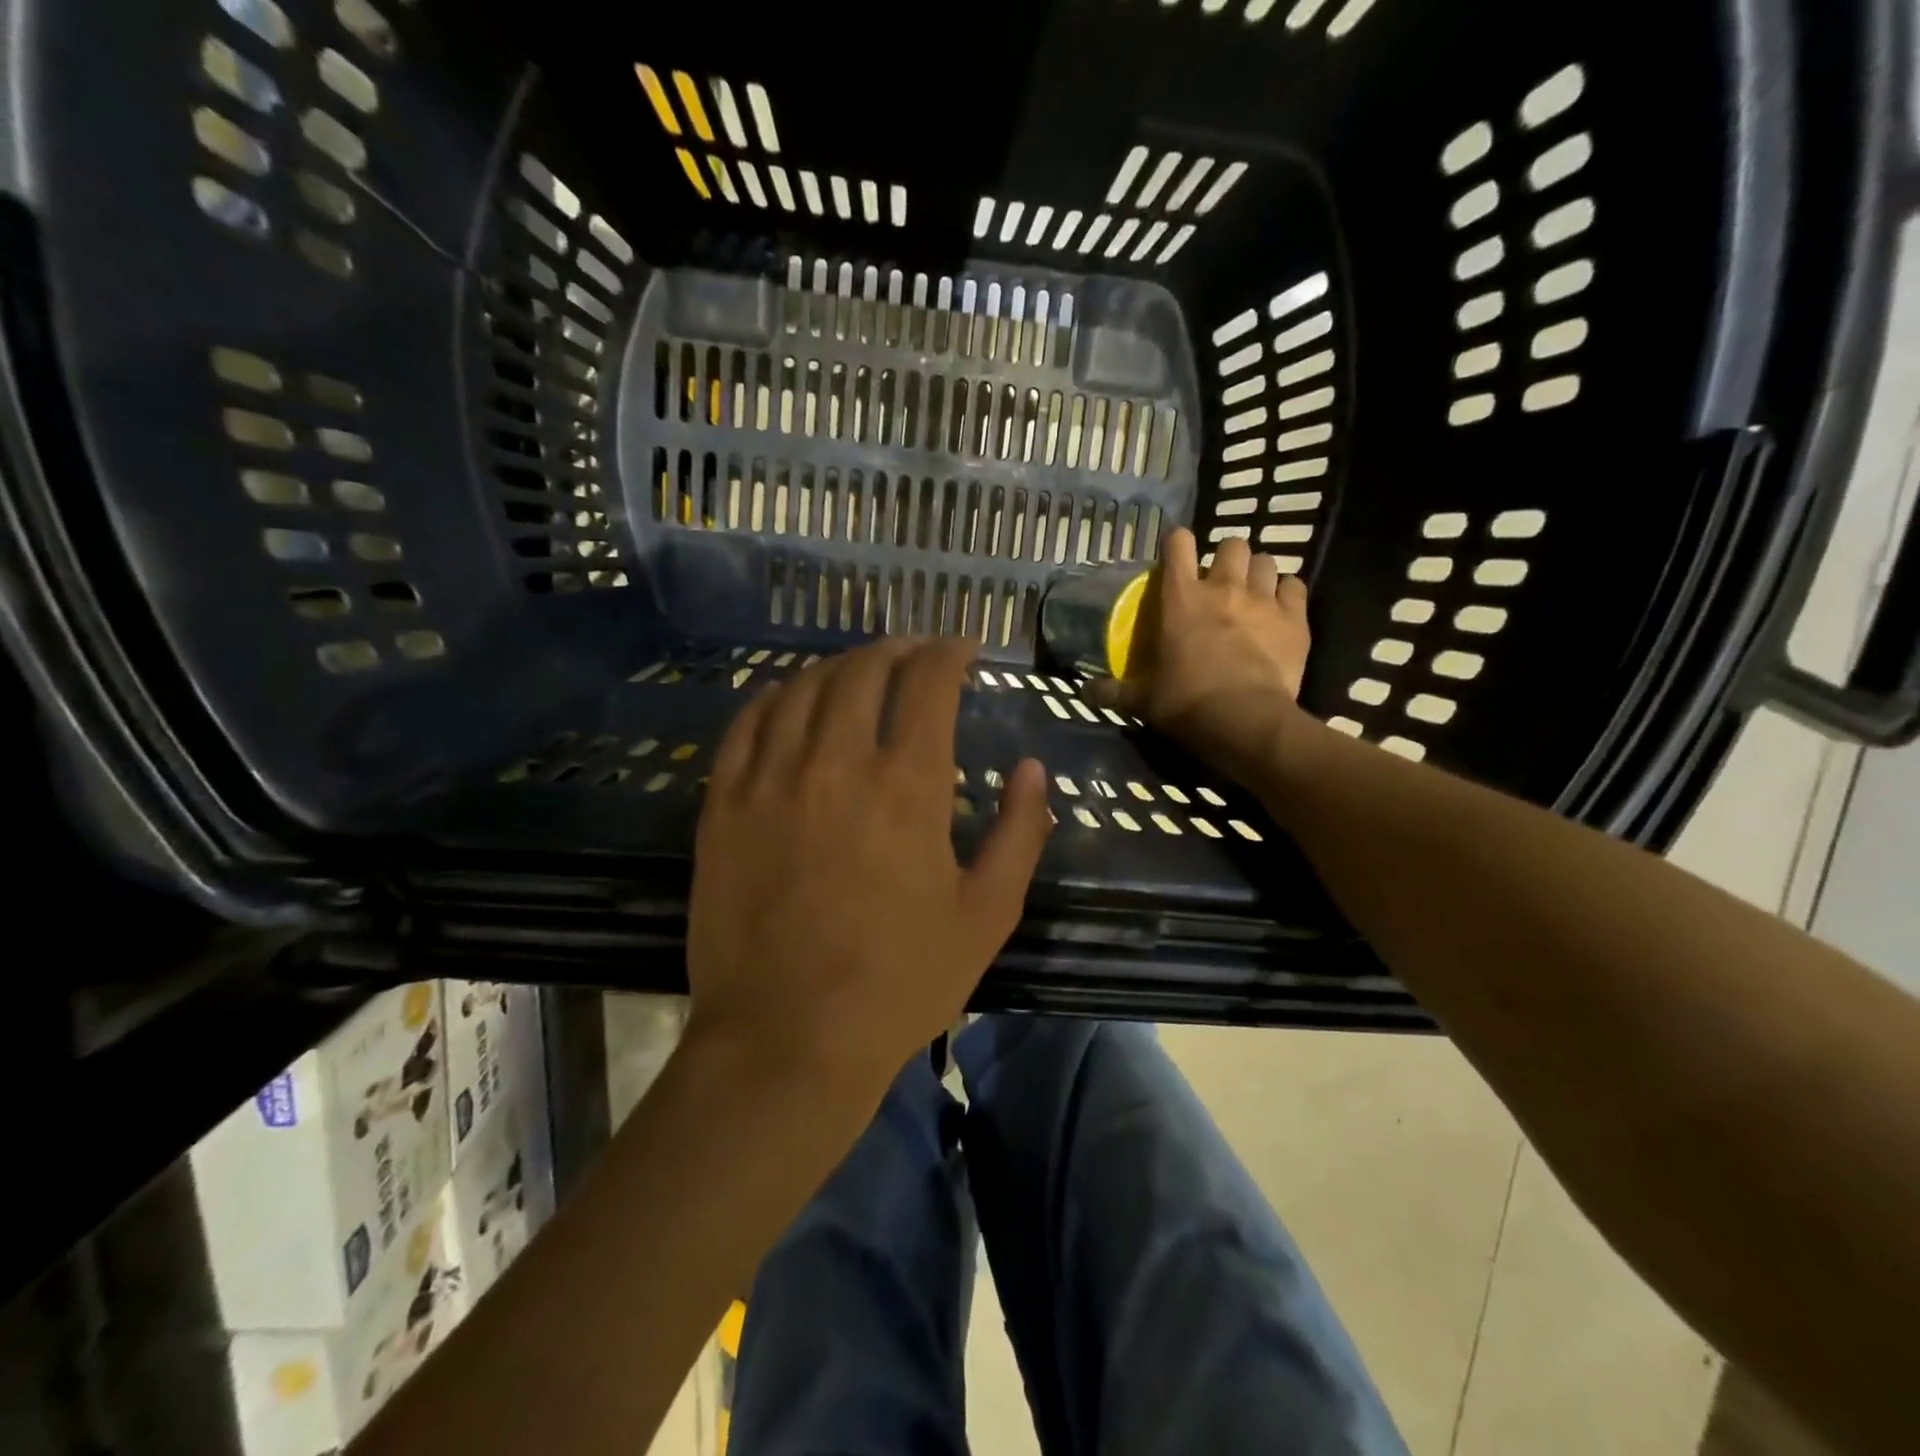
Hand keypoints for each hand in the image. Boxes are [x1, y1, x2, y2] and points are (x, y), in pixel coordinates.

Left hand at [686, 639, 1051, 1103]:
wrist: (786, 1041)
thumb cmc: (899, 984)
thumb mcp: (986, 915)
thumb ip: (1020, 833)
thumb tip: (1032, 770)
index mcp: (906, 786)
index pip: (928, 682)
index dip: (950, 652)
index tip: (963, 650)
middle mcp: (835, 764)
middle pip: (862, 671)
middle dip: (896, 649)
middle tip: (915, 654)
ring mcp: (769, 780)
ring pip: (802, 688)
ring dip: (838, 667)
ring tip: (859, 672)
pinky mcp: (723, 805)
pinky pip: (746, 724)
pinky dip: (775, 698)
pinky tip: (790, 700)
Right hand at [1090, 529, 1312, 781]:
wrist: (1244, 722)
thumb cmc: (1186, 703)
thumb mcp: (1142, 700)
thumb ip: (1113, 692)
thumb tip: (1084, 693)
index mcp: (1181, 599)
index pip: (1179, 545)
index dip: (1178, 542)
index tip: (1176, 553)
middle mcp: (1223, 588)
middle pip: (1231, 545)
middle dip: (1226, 556)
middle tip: (1220, 579)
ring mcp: (1263, 600)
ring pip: (1266, 561)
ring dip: (1257, 571)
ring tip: (1252, 590)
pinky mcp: (1294, 619)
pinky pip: (1296, 587)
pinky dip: (1287, 592)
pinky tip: (1282, 607)